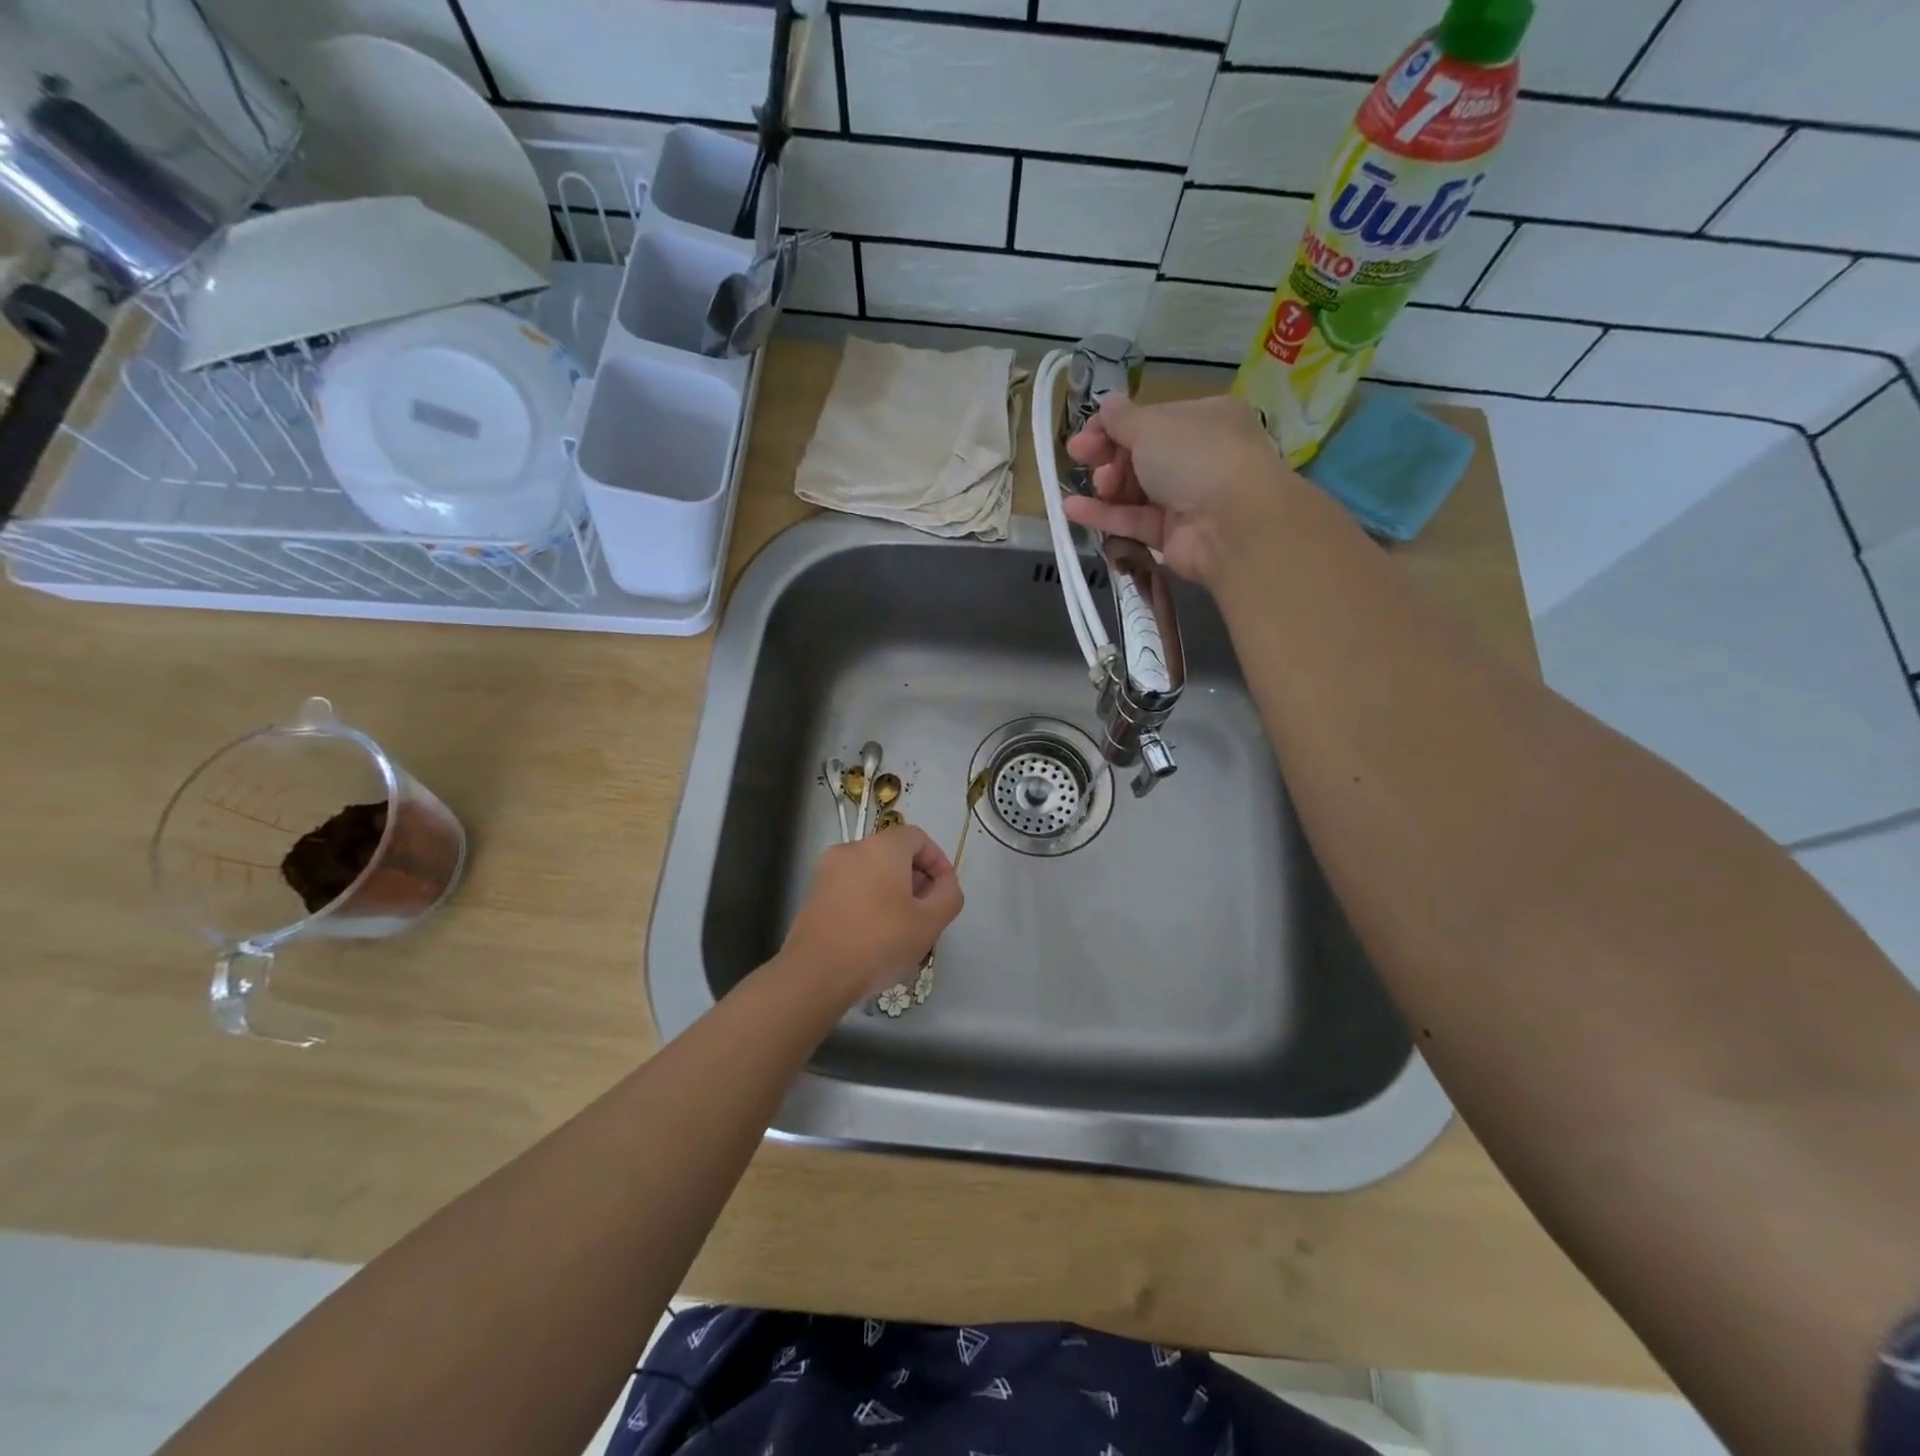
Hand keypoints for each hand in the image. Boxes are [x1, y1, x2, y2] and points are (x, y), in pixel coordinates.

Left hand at [779, 826, 964, 1002]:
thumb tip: (944, 883)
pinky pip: (851, 887)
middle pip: (893, 854)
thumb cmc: (880, 942)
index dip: (937, 861)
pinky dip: (868, 901)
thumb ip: (949, 895)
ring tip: (902, 929)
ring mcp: (828, 871)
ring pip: (871, 872)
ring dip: (892, 892)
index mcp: (882, 847)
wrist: (815, 974)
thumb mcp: (930, 922)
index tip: (944, 891)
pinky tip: (873, 936)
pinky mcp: (814, 894)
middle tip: (926, 913)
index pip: (917, 837)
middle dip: (915, 879)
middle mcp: (852, 849)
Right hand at [1063, 393, 1299, 588]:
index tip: (1085, 432)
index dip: (1116, 425)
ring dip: (1108, 485)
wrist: (1231, 524)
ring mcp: (1187, 499)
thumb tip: (1106, 404)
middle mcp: (1199, 457)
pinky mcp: (1172, 536)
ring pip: (1137, 490)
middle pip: (1142, 455)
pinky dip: (1104, 515)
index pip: (1153, 419)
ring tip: (1094, 484)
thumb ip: (1122, 419)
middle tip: (1081, 456)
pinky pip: (1134, 521)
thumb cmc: (1195, 457)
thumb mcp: (1152, 426)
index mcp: (1205, 418)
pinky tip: (1071, 509)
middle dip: (1109, 454)